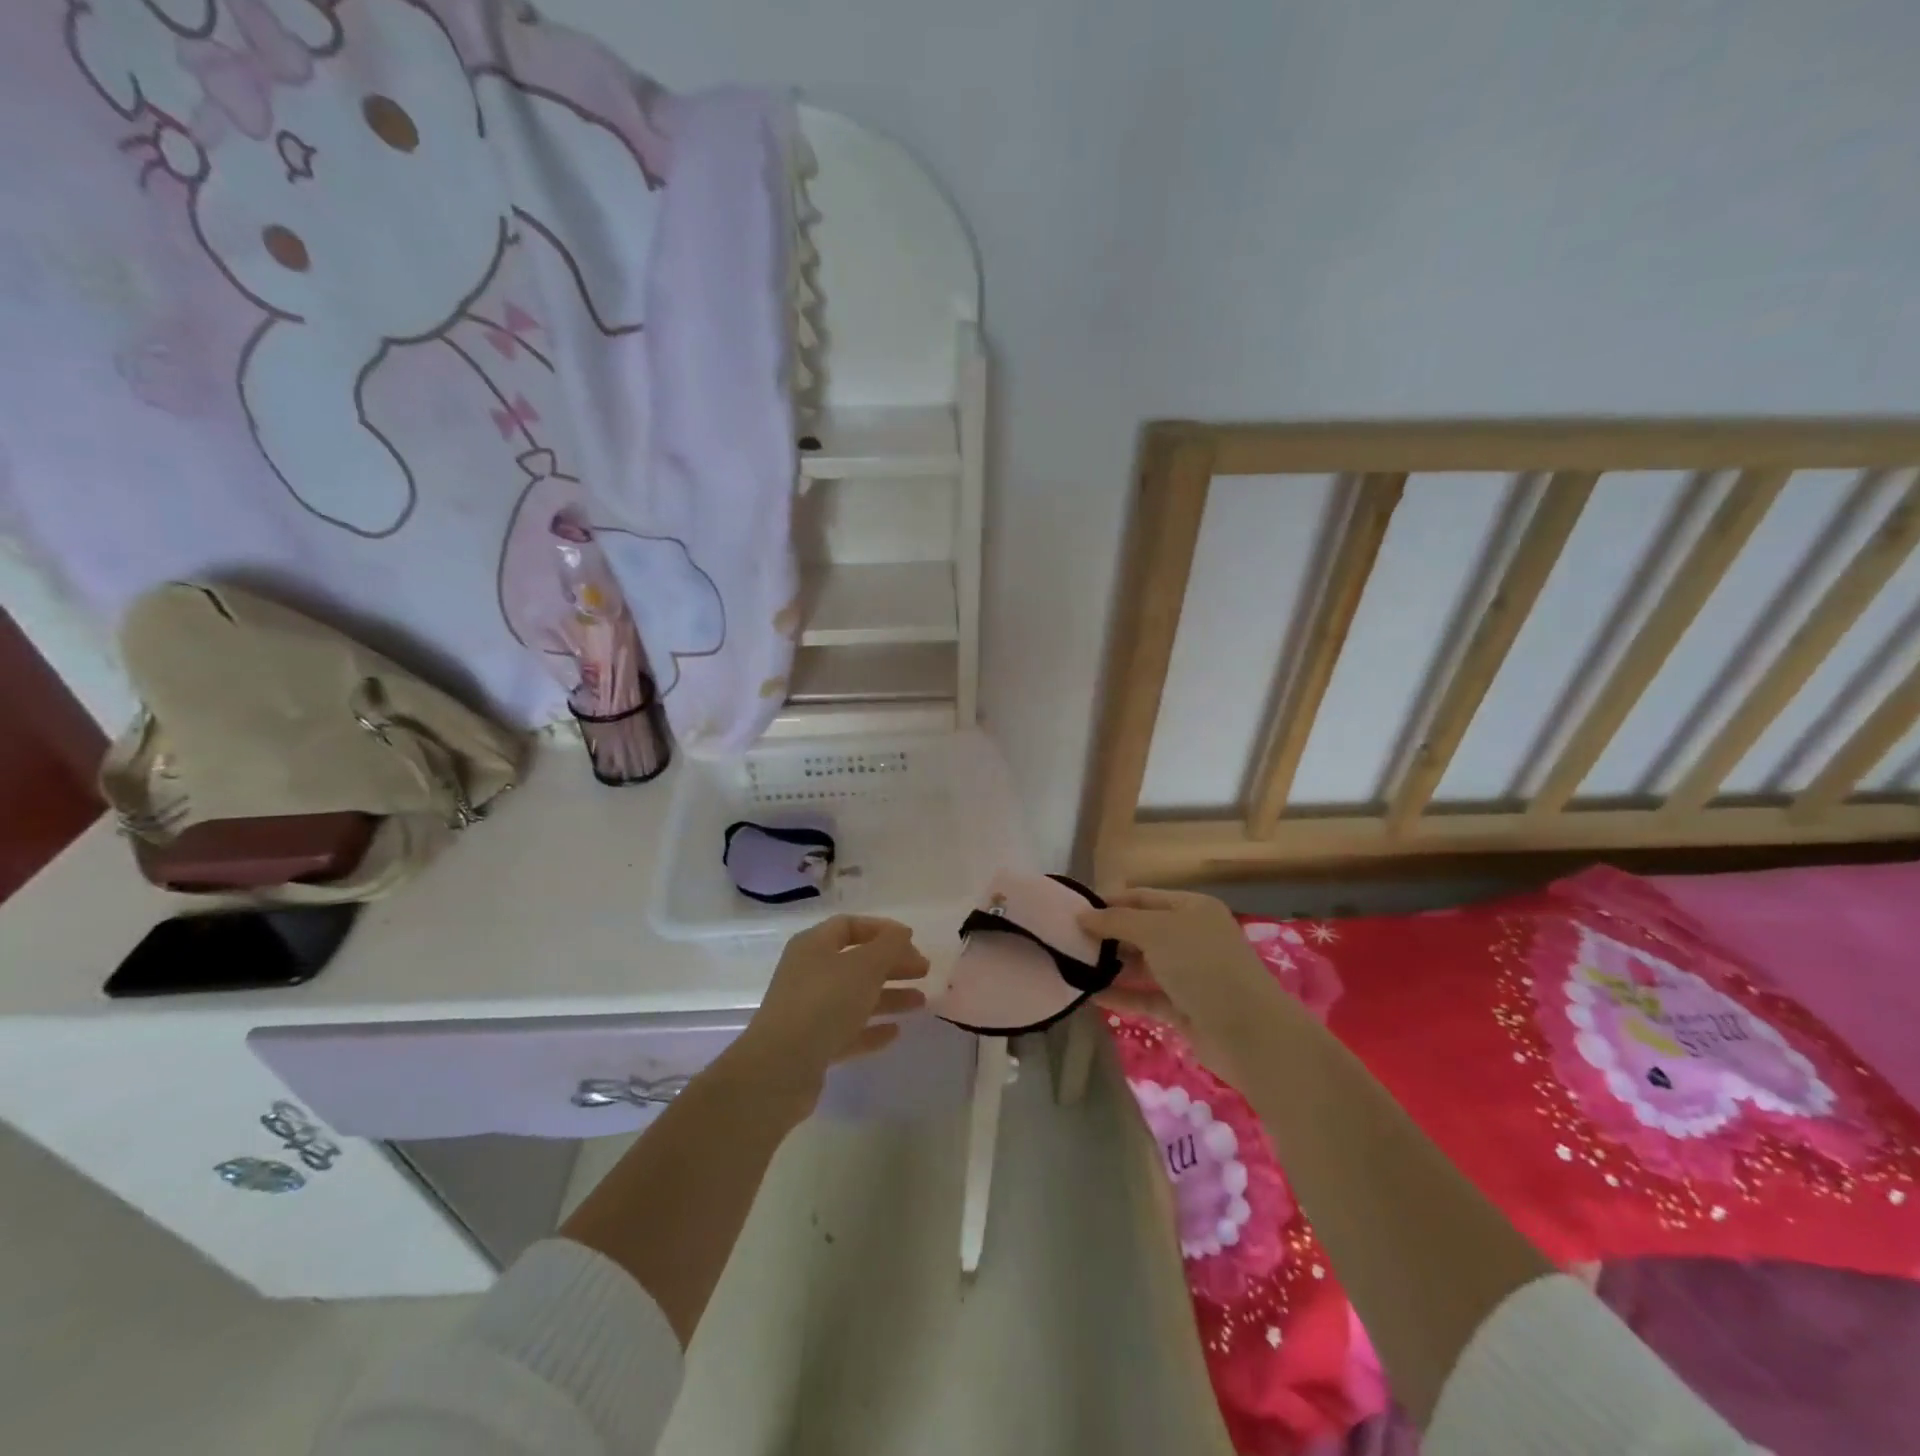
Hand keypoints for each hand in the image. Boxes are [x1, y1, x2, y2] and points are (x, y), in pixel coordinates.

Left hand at [728, 915, 929, 1105]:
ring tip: (921, 1002)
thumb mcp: (864, 966)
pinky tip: (896, 1032)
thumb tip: (901, 934)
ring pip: (855, 997)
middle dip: (892, 964)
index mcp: (814, 946)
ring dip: (889, 997)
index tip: (912, 941)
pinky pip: (849, 1030)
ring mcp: (809, 1011)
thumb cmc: (824, 1003)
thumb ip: (889, 946)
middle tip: (924, 971)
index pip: (850, 926)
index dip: (882, 930)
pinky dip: (872, 1028)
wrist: (780, 1069)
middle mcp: (809, 973)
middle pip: (856, 962)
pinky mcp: (812, 1045)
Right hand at [1079, 888, 1283, 1085]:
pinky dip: (1121, 996)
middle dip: (1107, 936)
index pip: (1142, 897)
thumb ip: (1116, 921)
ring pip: (1142, 965)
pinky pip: (1146, 997)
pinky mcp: (1184, 1008)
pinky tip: (1090, 996)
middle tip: (1067, 941)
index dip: (1109, 902)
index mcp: (1192, 909)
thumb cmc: (1202, 966)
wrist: (1249, 1033)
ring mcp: (1189, 975)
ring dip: (1111, 967)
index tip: (1073, 911)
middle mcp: (1191, 937)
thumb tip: (1081, 915)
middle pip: (1141, 931)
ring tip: (1072, 967)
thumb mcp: (1156, 932)